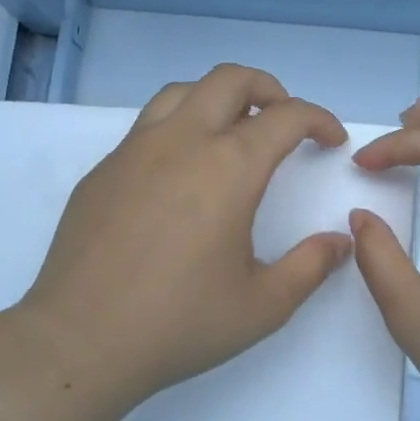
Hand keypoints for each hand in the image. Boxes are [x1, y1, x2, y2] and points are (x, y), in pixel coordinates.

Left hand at [10, 64, 353, 420]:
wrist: (80, 340)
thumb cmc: (179, 323)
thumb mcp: (263, 306)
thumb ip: (310, 266)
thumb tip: (339, 241)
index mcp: (229, 168)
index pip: (286, 116)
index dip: (318, 119)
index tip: (331, 139)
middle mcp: (182, 142)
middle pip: (230, 80)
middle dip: (270, 89)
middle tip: (285, 120)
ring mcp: (134, 150)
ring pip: (182, 92)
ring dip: (218, 99)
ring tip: (232, 134)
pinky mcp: (103, 170)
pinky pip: (147, 126)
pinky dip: (179, 128)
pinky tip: (180, 174)